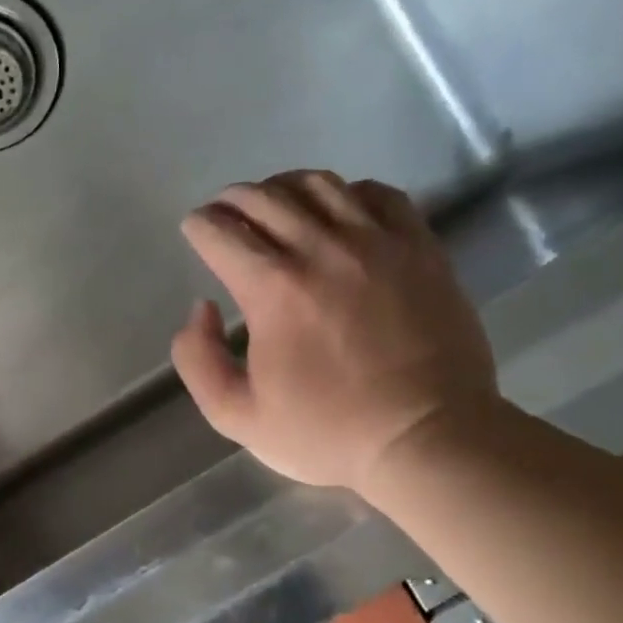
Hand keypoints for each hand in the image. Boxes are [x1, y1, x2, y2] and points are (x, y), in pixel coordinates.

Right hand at [171, 171, 499, 494]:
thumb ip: (197, 359)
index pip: (221, 232)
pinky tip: (338, 214)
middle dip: (232, 200)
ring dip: (283, 188)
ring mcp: (378, 243)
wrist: (428, 438)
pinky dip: (347, 193)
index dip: (199, 226)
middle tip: (223, 214)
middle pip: (264, 197)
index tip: (194, 230)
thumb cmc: (327, 432)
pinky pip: (378, 194)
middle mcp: (322, 250)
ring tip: (274, 205)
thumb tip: (200, 307)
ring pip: (319, 185)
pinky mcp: (420, 248)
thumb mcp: (236, 416)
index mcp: (273, 289)